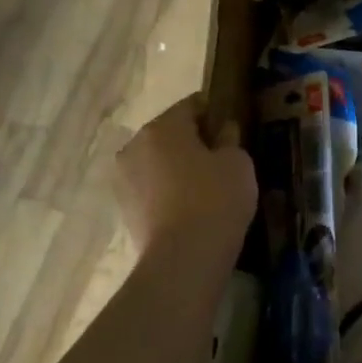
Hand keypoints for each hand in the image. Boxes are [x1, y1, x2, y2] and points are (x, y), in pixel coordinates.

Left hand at [115, 95, 256, 264]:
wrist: (184, 257)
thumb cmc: (216, 199)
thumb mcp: (238, 162)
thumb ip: (230, 139)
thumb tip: (223, 131)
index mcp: (163, 127)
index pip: (192, 105)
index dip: (215, 113)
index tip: (232, 129)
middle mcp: (134, 146)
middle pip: (169, 133)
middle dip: (193, 142)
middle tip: (222, 161)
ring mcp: (123, 178)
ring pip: (158, 162)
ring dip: (178, 168)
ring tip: (206, 188)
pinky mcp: (123, 208)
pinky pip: (152, 188)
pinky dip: (168, 192)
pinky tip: (191, 208)